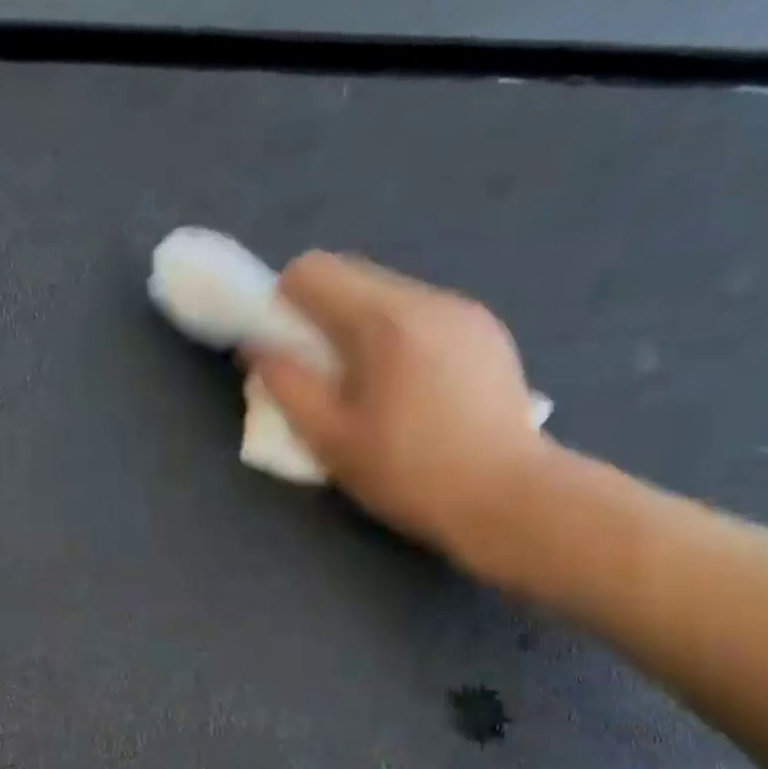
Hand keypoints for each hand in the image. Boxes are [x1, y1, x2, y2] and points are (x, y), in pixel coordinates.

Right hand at [249, 252, 551, 574]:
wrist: (510, 498)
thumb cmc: (409, 473)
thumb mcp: (329, 438)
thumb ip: (286, 385)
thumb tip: (257, 347)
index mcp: (386, 319)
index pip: (313, 270)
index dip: (283, 304)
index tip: (287, 350)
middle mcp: (428, 298)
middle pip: (353, 277)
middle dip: (322, 317)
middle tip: (324, 377)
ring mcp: (465, 312)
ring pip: (389, 298)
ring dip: (362, 329)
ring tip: (371, 389)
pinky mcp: (488, 333)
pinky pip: (423, 316)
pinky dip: (399, 339)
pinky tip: (413, 392)